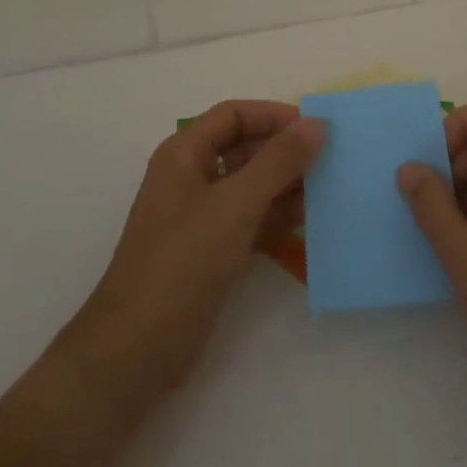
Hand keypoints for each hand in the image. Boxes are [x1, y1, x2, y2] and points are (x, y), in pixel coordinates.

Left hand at [52, 101, 324, 429]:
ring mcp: (200, 217)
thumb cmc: (182, 263)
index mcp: (184, 154)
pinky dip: (277, 218)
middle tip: (331, 162)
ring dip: (286, 187)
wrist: (136, 351)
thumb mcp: (235, 205)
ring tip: (327, 194)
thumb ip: (278, 162)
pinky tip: (308, 224)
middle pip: (244, 149)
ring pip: (251, 186)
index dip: (273, 115)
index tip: (316, 129)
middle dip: (285, 153)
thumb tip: (316, 124)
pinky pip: (251, 220)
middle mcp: (191, 177)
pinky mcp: (210, 251)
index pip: (234, 115)